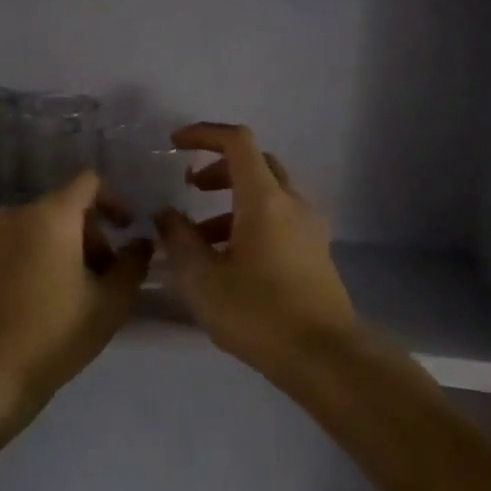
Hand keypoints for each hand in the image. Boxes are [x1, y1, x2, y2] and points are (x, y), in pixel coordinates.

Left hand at [0, 171, 152, 416]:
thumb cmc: (52, 337)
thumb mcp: (110, 304)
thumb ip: (133, 264)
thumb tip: (140, 242)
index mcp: (50, 216)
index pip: (87, 183)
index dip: (113, 200)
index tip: (124, 229)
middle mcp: (10, 215)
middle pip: (58, 209)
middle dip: (84, 234)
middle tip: (98, 277)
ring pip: (26, 231)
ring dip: (50, 249)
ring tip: (59, 293)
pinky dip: (17, 264)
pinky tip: (21, 304)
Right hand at [155, 123, 357, 368]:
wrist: (324, 356)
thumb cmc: (258, 313)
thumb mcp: (202, 279)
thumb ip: (178, 240)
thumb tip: (166, 215)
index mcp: (264, 199)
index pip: (237, 141)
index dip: (204, 134)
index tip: (175, 144)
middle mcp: (292, 202)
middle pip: (255, 164)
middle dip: (219, 169)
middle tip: (191, 189)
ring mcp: (309, 227)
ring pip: (268, 195)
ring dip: (232, 202)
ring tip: (200, 238)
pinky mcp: (316, 251)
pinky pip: (280, 219)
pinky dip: (251, 222)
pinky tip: (230, 260)